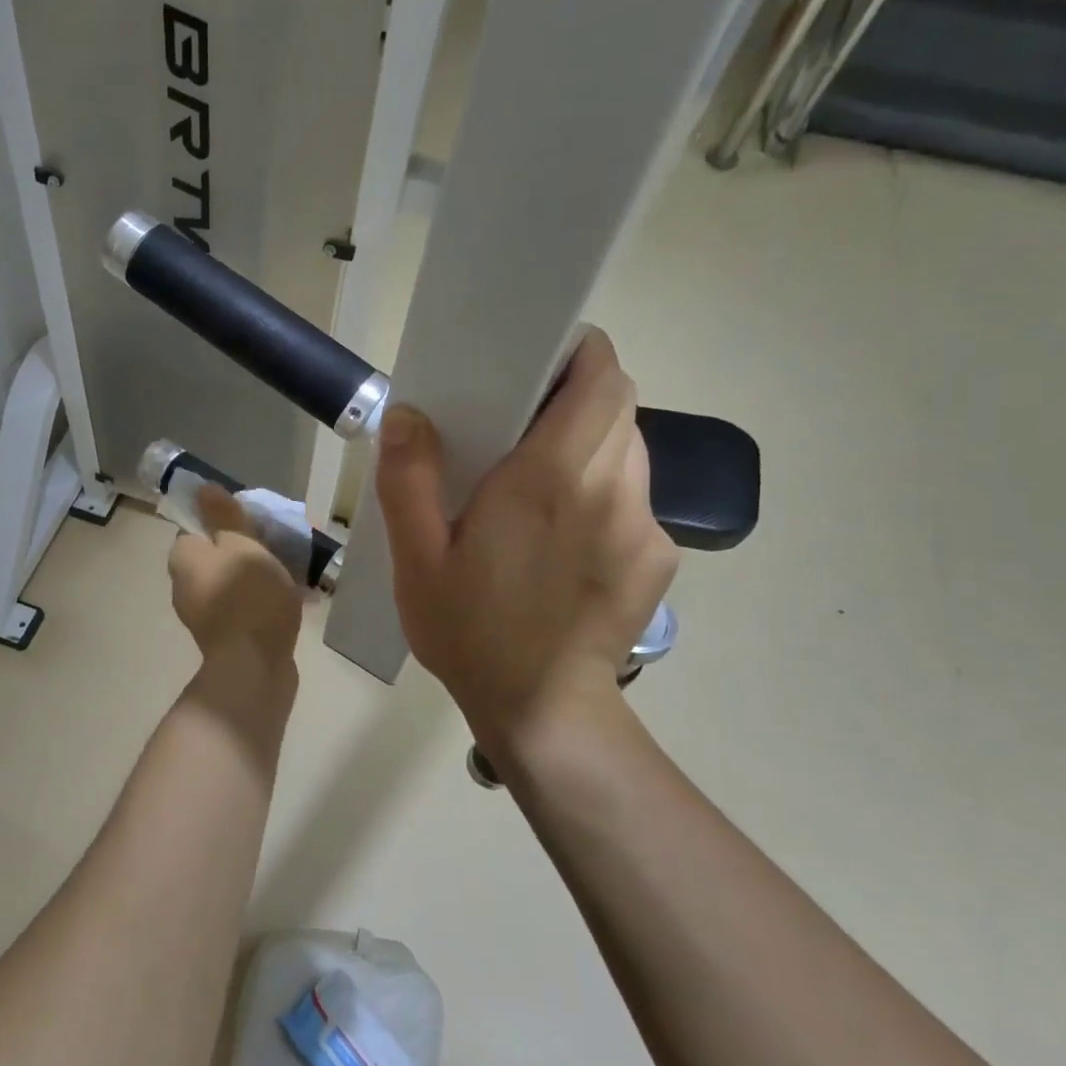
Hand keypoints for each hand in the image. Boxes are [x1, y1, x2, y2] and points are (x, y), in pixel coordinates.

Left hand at [168, 486, 304, 673]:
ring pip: (232, 581)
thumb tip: (203, 489)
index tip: (257, 523)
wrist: (253, 666)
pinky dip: (262, 600)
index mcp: (183, 557)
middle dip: (248, 548)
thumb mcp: (242, 545)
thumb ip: (225, 517)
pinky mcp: (224, 637)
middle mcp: (185, 584)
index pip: (199, 526)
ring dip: (258, 575)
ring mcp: (203, 614)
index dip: (227, 521)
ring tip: (294, 572)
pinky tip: (291, 600)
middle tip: (281, 546)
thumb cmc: (248, 596)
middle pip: (217, 554)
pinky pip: (244, 606)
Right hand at [373, 327, 677, 754]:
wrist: (543, 710)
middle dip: (573, 398)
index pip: (599, 378)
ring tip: (536, 481)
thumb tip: (409, 413)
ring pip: (628, 449)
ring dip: (587, 444)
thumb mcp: (416, 560)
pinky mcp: (657, 556)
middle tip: (518, 426)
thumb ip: (409, 480)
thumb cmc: (470, 632)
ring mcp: (644, 525)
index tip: (533, 363)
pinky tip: (562, 535)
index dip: (576, 355)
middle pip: (616, 406)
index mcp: (547, 480)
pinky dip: (601, 491)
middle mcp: (610, 489)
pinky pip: (633, 496)